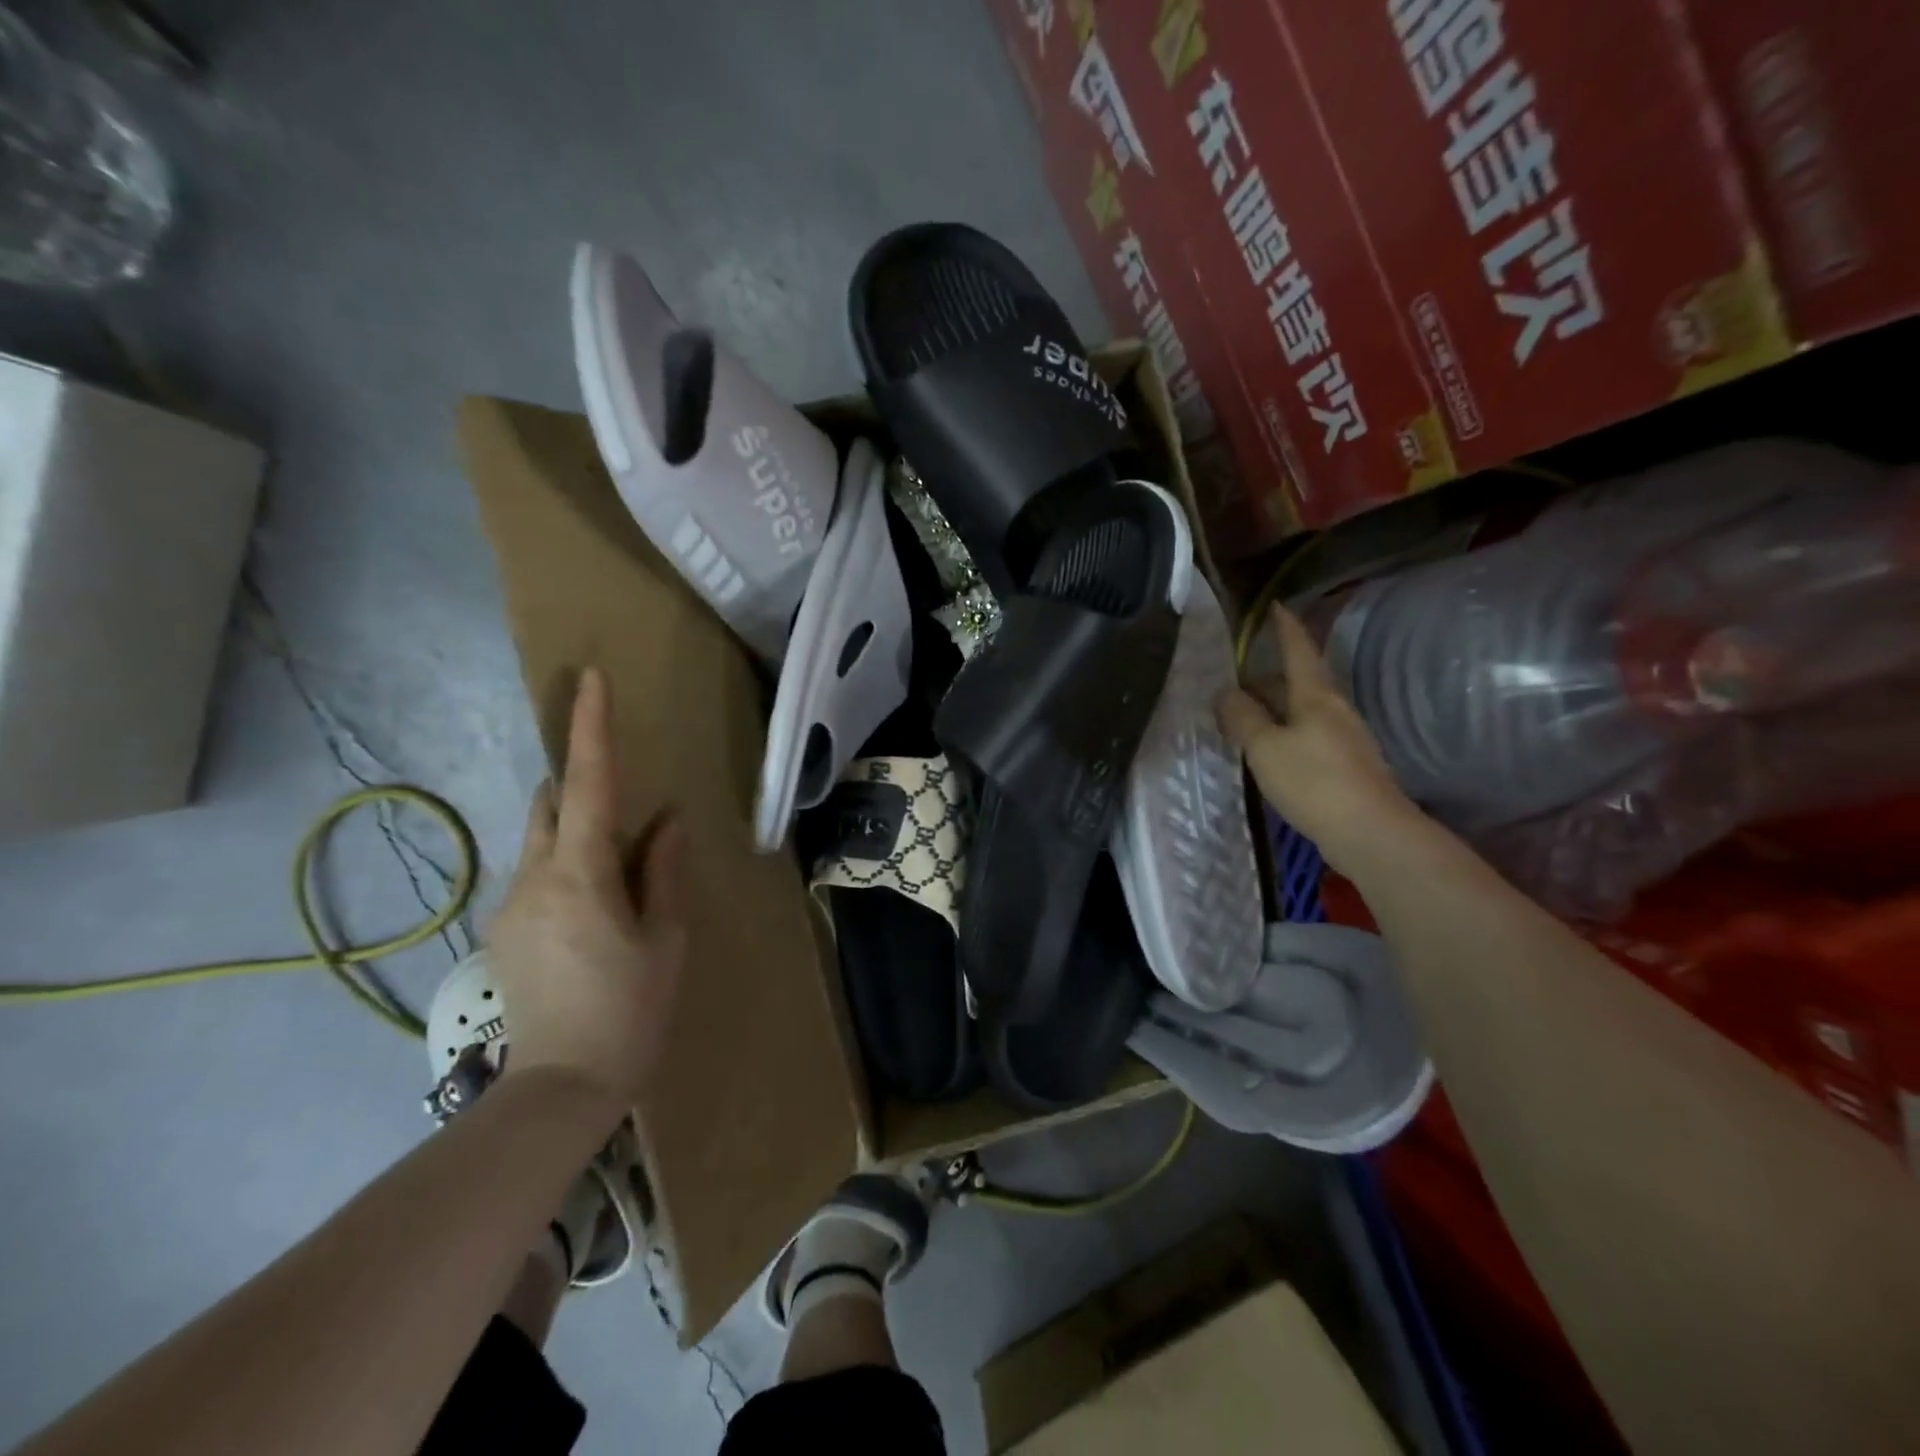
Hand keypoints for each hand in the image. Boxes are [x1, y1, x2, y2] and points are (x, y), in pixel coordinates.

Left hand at [485, 667, 686, 1115]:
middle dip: (578, 782)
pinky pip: (536, 876)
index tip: (590, 680)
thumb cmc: (631, 1010)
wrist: (560, 1089)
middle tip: (620, 793)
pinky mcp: (501, 932)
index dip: (590, 729)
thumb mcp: (665, 937)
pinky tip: (594, 912)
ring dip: (575, 833)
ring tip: (618, 870)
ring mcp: (509, 906)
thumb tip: (667, 820)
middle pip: (550, 805)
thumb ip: (663, 870)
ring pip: (541, 842)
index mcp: (582, 876)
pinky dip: (565, 868)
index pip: (587, 785)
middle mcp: (534, 879)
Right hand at [1216, 605, 1421, 877]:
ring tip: (1248, 715)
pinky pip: (1309, 735)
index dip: (1286, 628)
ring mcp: (1346, 738)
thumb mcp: (1265, 747)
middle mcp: (1335, 710)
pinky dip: (1287, 732)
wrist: (1369, 832)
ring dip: (1277, 706)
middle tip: (1239, 676)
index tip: (1275, 606)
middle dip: (1271, 675)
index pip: (1299, 650)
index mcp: (1316, 696)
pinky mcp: (1347, 766)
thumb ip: (1243, 717)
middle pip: (1301, 681)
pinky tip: (1271, 750)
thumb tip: (1227, 693)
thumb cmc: (1313, 781)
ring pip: (1305, 710)